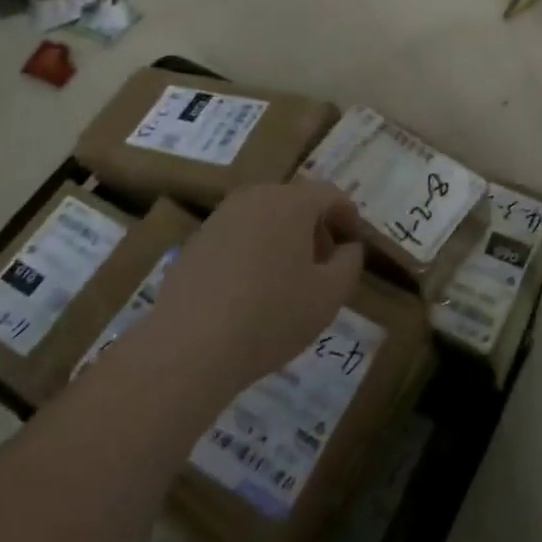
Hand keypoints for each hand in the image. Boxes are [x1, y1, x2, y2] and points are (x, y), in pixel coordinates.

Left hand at [144, 181, 363, 393]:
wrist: (188, 347)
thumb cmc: (271, 317)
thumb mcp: (329, 296)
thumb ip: (349, 263)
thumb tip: (348, 247)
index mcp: (291, 202)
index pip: (331, 195)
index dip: (349, 219)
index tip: (353, 249)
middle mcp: (255, 197)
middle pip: (296, 202)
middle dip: (316, 229)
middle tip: (324, 267)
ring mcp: (220, 217)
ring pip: (265, 217)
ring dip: (284, 240)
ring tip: (288, 282)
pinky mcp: (196, 241)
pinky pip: (238, 236)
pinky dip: (254, 252)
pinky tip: (251, 292)